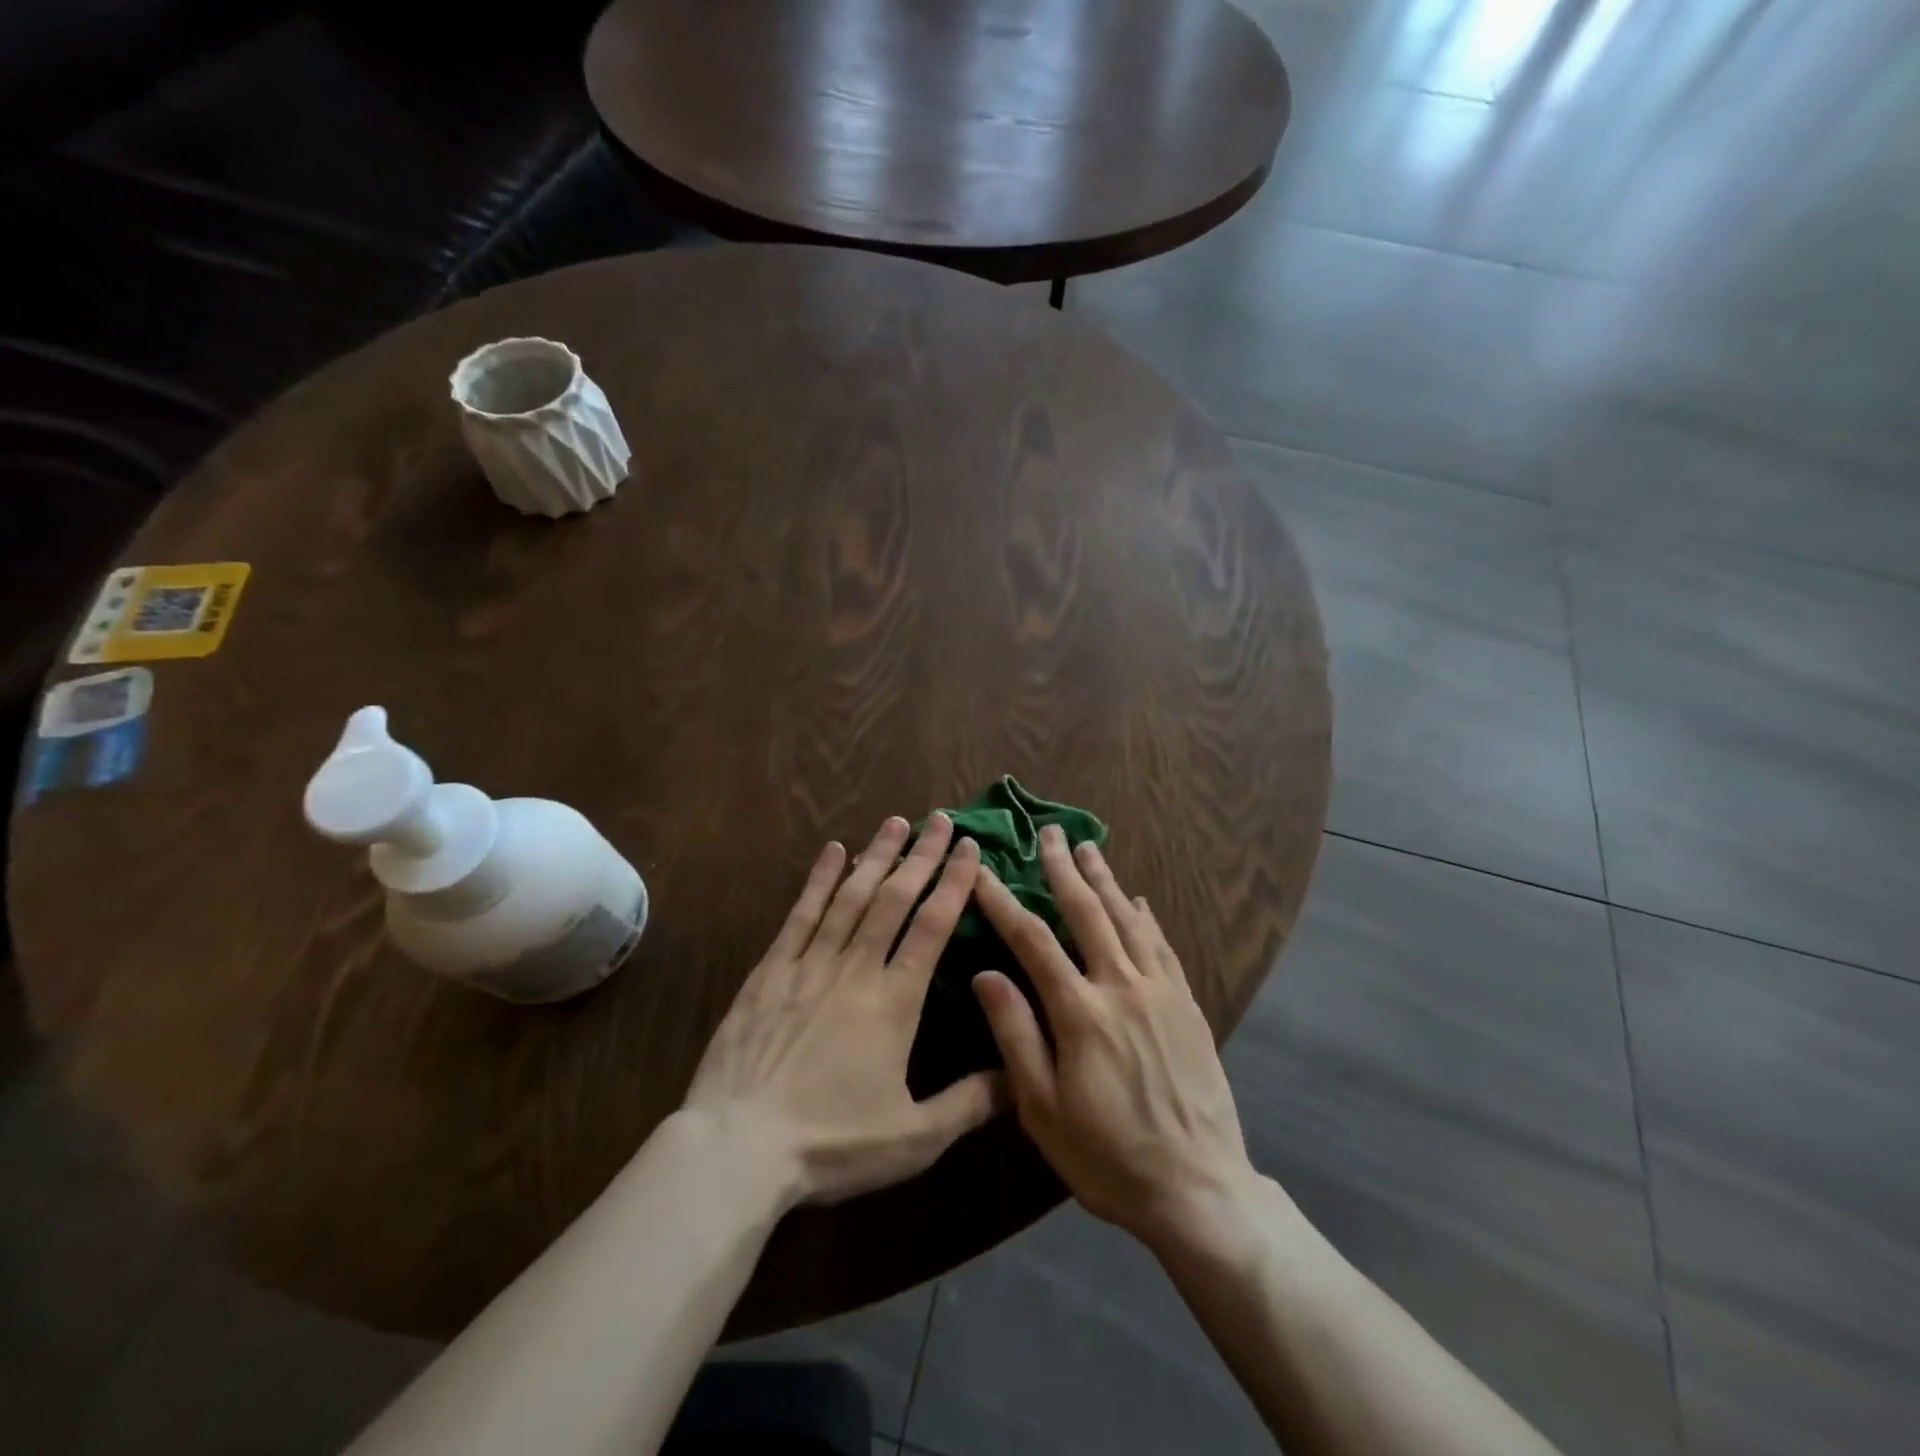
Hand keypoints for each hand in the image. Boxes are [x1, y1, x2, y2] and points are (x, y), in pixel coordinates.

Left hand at [683, 814, 1003, 1206]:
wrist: (738, 1150)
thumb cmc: (831, 1144)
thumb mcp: (914, 1139)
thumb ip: (970, 1102)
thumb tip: (1021, 1074)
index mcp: (894, 1001)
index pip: (932, 927)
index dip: (953, 883)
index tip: (969, 848)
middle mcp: (855, 969)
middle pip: (894, 899)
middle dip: (921, 856)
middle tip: (941, 819)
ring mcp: (809, 965)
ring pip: (850, 897)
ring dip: (876, 857)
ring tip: (896, 823)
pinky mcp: (769, 971)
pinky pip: (800, 914)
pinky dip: (819, 880)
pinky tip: (833, 851)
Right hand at [971, 827, 1256, 1247]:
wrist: (1198, 1188)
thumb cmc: (1108, 1155)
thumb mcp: (1043, 1109)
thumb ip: (1015, 1035)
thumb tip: (985, 974)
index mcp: (1080, 1012)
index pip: (1032, 940)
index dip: (1003, 901)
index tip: (982, 869)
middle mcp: (1122, 987)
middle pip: (1087, 912)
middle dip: (1063, 869)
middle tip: (1049, 833)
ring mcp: (1160, 992)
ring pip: (1129, 919)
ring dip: (1106, 880)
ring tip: (1089, 847)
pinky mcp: (1188, 1005)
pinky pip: (1163, 946)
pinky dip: (1147, 917)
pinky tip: (1139, 900)